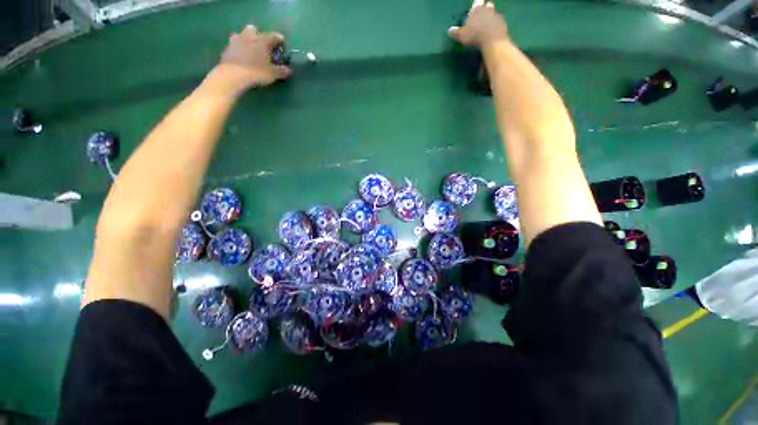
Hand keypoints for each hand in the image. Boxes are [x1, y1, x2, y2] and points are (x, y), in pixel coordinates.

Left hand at [205, 25, 291, 95]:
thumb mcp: (273, 74)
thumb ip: (282, 71)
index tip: (282, 45)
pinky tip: (241, 56)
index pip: (274, 36)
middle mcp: (249, 36)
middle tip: (263, 46)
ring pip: (242, 35)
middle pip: (254, 30)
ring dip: (246, 40)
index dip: (279, 40)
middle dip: (259, 35)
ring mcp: (236, 41)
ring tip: (250, 50)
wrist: (233, 75)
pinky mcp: (227, 48)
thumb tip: (289, 70)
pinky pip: (235, 45)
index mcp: (262, 40)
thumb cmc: (257, 72)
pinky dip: (239, 48)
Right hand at [448, 1, 508, 47]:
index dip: (476, 4)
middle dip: (485, 8)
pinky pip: (499, 21)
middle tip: (482, 15)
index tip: (475, 8)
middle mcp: (487, 9)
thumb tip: (449, 30)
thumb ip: (456, 32)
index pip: (477, 2)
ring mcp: (496, 15)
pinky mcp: (502, 22)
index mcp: (476, 10)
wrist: (492, 40)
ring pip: (494, 12)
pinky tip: (493, 31)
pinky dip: (496, 25)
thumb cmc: (475, 36)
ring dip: (491, 17)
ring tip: (488, 24)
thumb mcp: (462, 36)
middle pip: (487, 5)